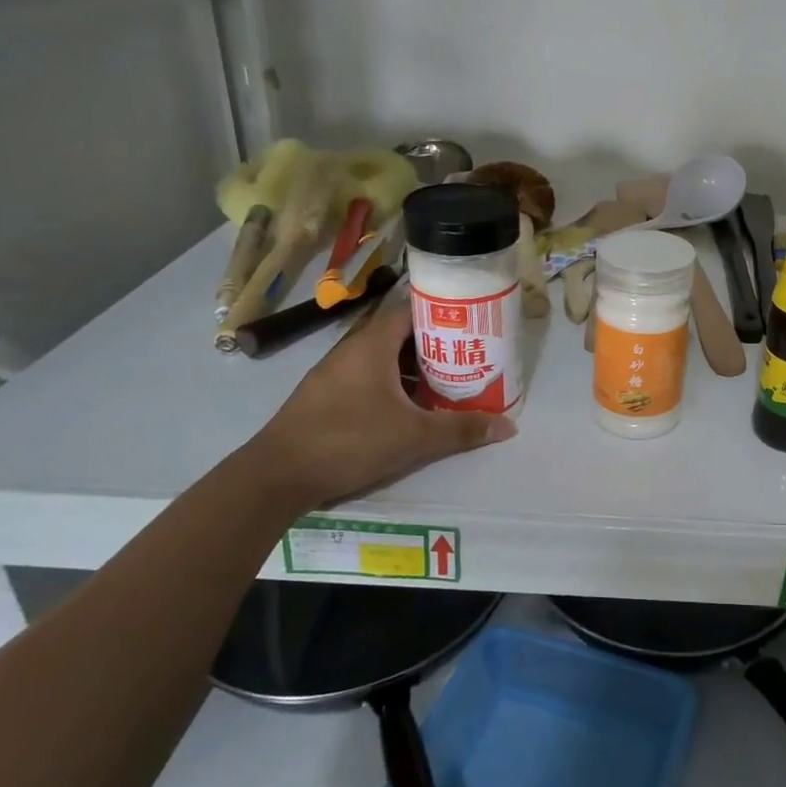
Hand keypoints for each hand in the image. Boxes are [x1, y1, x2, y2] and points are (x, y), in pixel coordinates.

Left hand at [247, 302, 514, 508]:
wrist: (276, 476)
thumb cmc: (349, 441)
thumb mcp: (414, 437)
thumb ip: (461, 429)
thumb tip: (509, 426)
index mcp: (372, 345)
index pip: (411, 310)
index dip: (443, 312)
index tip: (472, 322)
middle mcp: (352, 350)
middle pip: (400, 334)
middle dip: (435, 343)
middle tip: (469, 354)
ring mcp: (335, 373)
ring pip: (384, 358)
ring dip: (414, 367)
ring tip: (448, 380)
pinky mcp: (326, 396)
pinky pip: (368, 377)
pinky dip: (393, 384)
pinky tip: (410, 407)